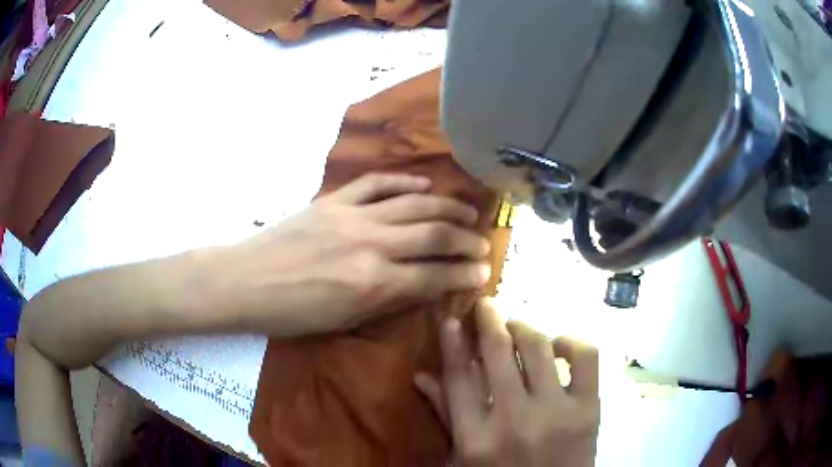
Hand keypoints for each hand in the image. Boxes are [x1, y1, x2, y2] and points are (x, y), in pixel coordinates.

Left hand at [209, 173, 491, 336]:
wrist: (245, 281)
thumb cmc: (291, 313)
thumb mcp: (344, 320)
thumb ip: (388, 300)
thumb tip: (424, 287)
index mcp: (373, 284)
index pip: (435, 277)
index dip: (464, 275)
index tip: (484, 272)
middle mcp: (371, 245)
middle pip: (434, 235)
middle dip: (466, 240)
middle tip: (484, 243)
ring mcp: (353, 216)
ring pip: (414, 204)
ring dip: (447, 208)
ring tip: (468, 213)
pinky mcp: (334, 200)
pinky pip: (378, 184)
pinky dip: (405, 182)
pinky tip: (425, 186)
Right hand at [415, 300, 599, 466]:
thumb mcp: (464, 457)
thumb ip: (446, 415)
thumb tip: (422, 376)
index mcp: (474, 438)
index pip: (458, 376)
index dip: (453, 342)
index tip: (452, 318)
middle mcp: (512, 420)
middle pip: (497, 352)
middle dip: (489, 318)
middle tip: (486, 305)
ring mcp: (554, 413)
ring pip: (538, 346)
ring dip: (524, 327)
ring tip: (518, 328)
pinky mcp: (588, 410)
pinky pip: (584, 357)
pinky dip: (571, 342)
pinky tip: (559, 346)